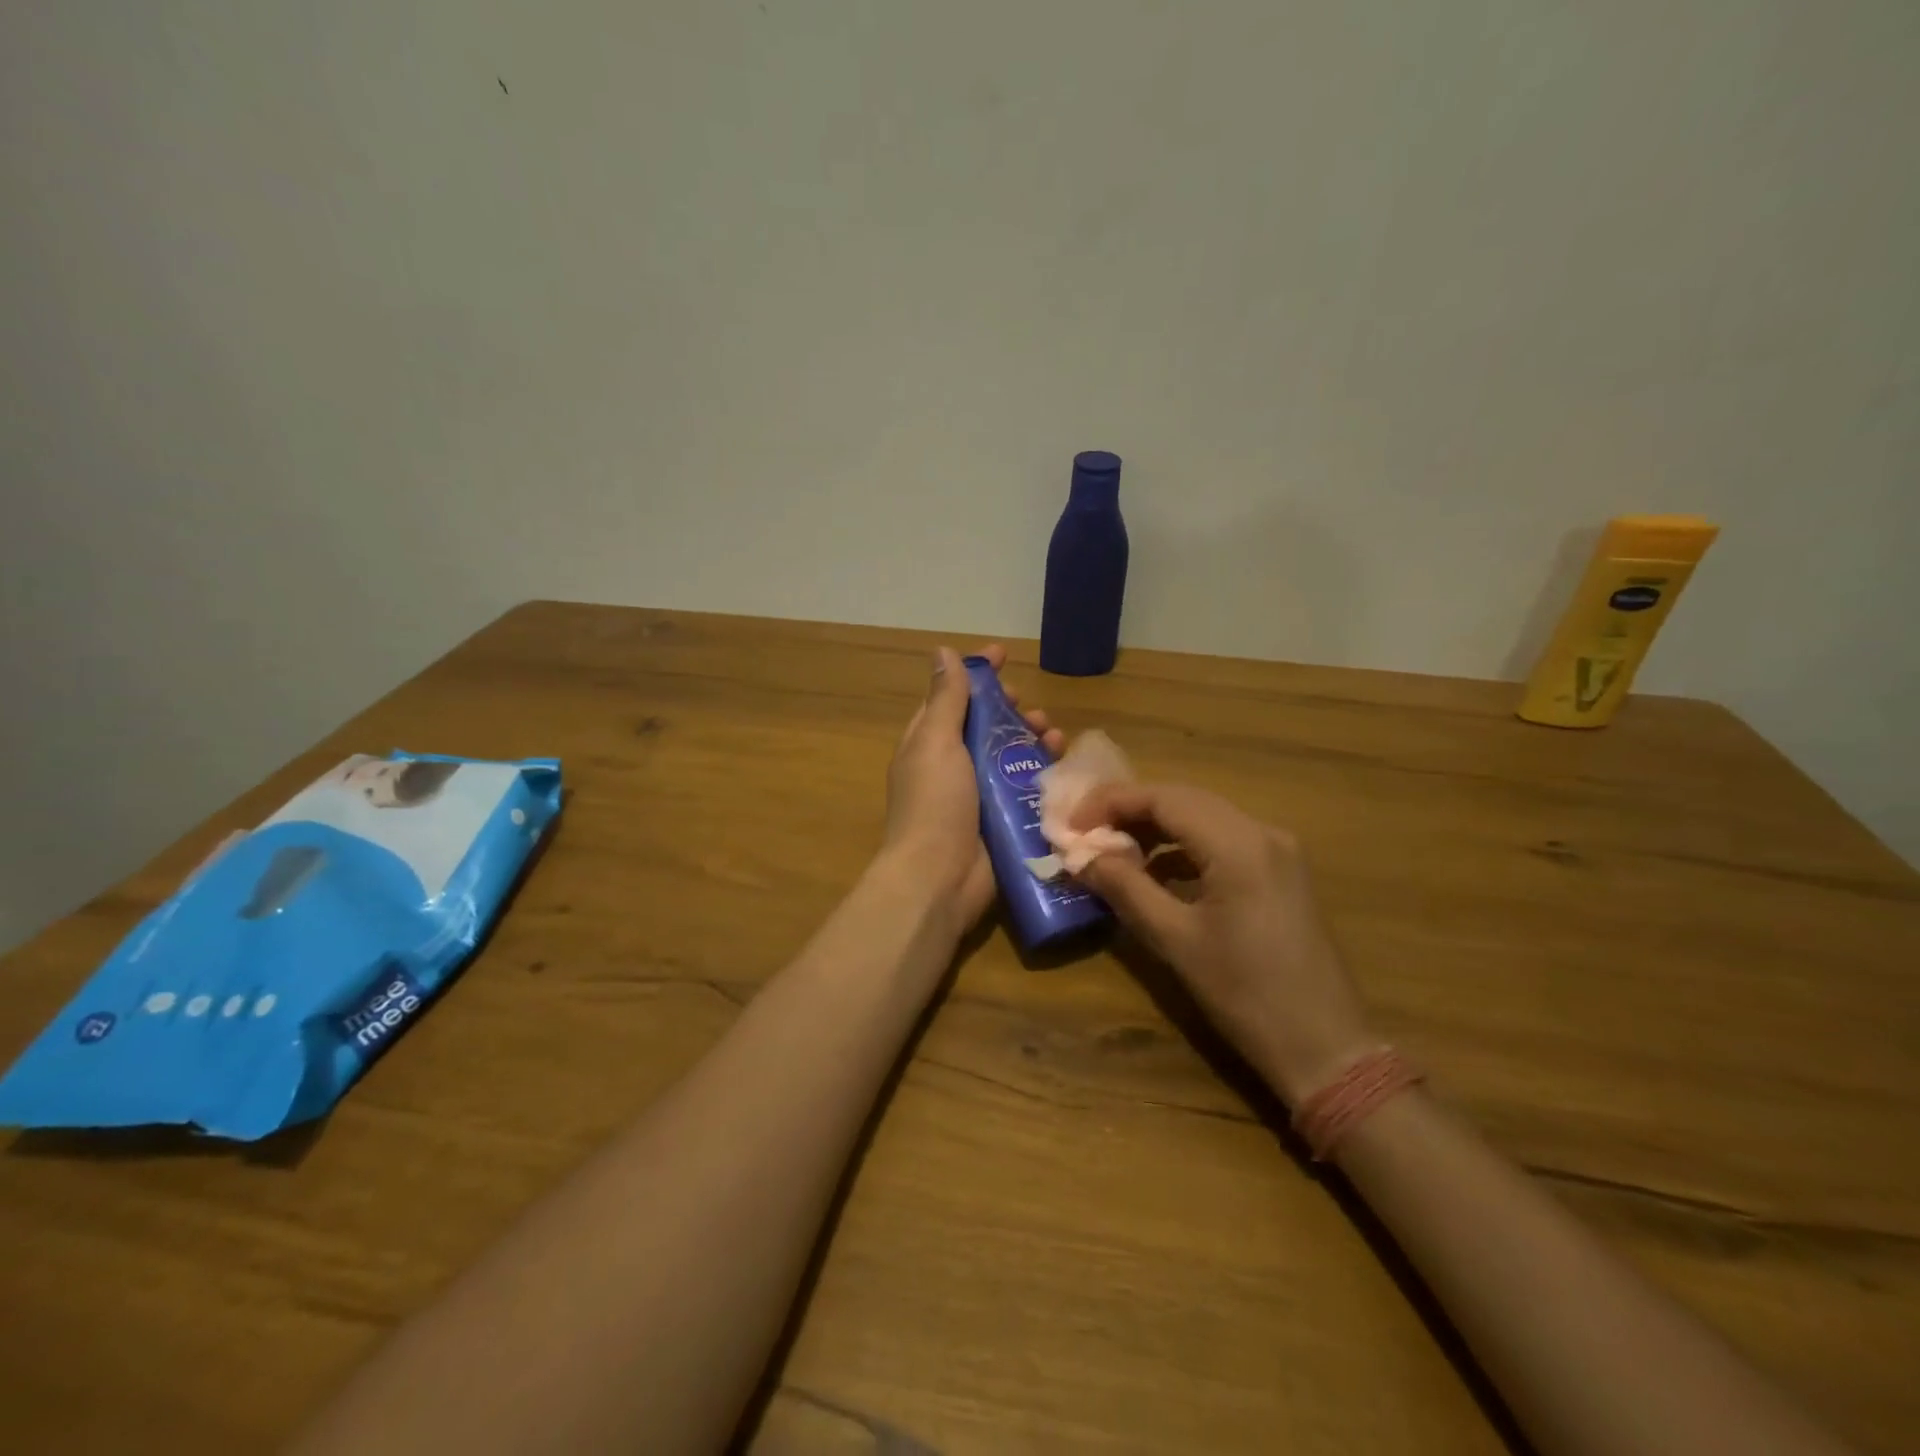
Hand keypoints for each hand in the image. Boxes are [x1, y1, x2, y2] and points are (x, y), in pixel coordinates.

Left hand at [882, 646, 1063, 929]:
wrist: (940, 878)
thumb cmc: (934, 803)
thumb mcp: (935, 742)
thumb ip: (945, 699)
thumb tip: (942, 652)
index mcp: (928, 743)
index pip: (952, 697)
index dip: (976, 674)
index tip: (1003, 653)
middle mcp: (953, 765)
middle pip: (986, 726)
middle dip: (1011, 710)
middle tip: (1030, 708)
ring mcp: (979, 794)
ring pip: (1011, 754)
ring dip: (1032, 739)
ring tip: (1053, 734)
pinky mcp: (1002, 819)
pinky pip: (1027, 787)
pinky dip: (1045, 772)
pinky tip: (1063, 763)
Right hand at [1071, 784, 1374, 1104]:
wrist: (1326, 1048)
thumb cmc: (1245, 994)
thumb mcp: (1175, 940)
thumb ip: (1125, 887)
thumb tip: (1080, 856)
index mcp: (1239, 844)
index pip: (1164, 798)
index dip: (1111, 802)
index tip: (1071, 823)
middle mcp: (1263, 832)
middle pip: (1184, 800)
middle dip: (1130, 810)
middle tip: (1084, 831)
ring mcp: (1278, 851)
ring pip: (1204, 817)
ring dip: (1156, 827)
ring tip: (1112, 849)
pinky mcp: (1281, 872)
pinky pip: (1222, 841)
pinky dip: (1183, 847)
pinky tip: (1156, 871)